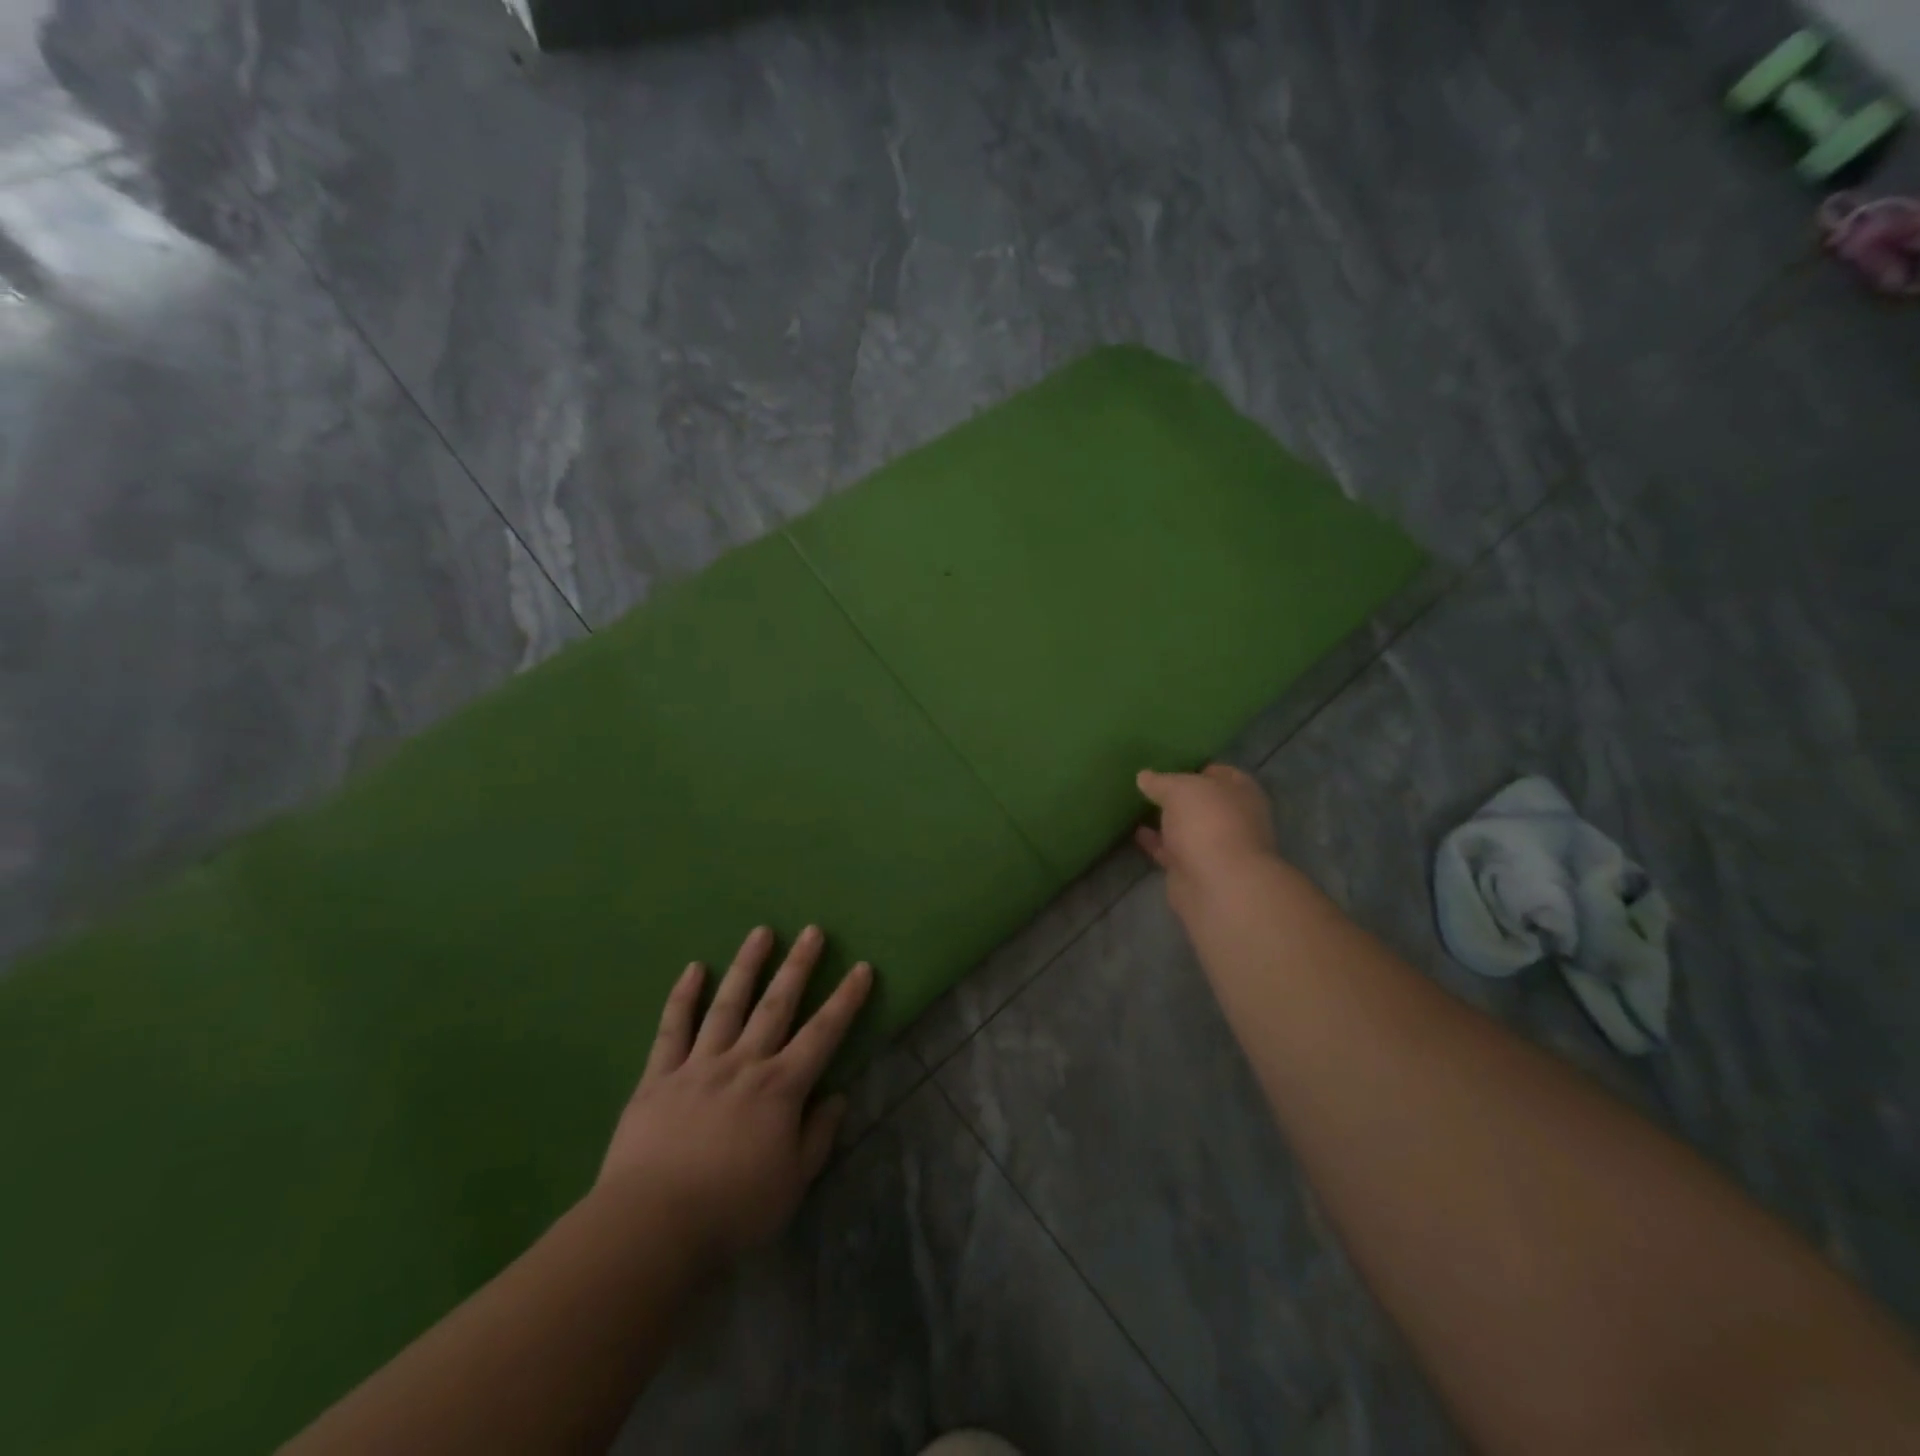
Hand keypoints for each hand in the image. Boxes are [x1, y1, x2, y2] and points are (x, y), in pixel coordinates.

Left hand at [595, 925, 872, 1261]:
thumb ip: (817, 1137)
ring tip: (761, 933)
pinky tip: (695, 968)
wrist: (651, 1227)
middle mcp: (744, 1063)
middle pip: (777, 1005)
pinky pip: (672, 1028)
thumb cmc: (732, 1211)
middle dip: (798, 966)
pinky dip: (684, 996)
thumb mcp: (792, 1184)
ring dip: (747, 966)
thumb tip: (836, 1097)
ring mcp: (699, 1065)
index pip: (823, 1033)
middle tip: (813, 930)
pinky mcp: (659, 1076)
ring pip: (728, 1004)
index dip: (846, 999)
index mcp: (780, 1088)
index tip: (861, 968)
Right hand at [1135, 765, 1278, 914]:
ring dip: (1166, 820)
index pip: (1218, 771)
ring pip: (1186, 827)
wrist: (1217, 884)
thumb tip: (1144, 777)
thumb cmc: (1208, 822)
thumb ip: (1161, 781)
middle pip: (1201, 801)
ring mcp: (1214, 846)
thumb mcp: (1179, 788)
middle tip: (1147, 784)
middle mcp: (1232, 818)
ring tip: (1136, 806)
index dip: (1194, 766)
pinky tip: (1136, 832)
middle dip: (1178, 795)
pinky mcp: (1194, 870)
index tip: (1166, 763)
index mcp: (1240, 792)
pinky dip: (1156, 842)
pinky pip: (1172, 850)